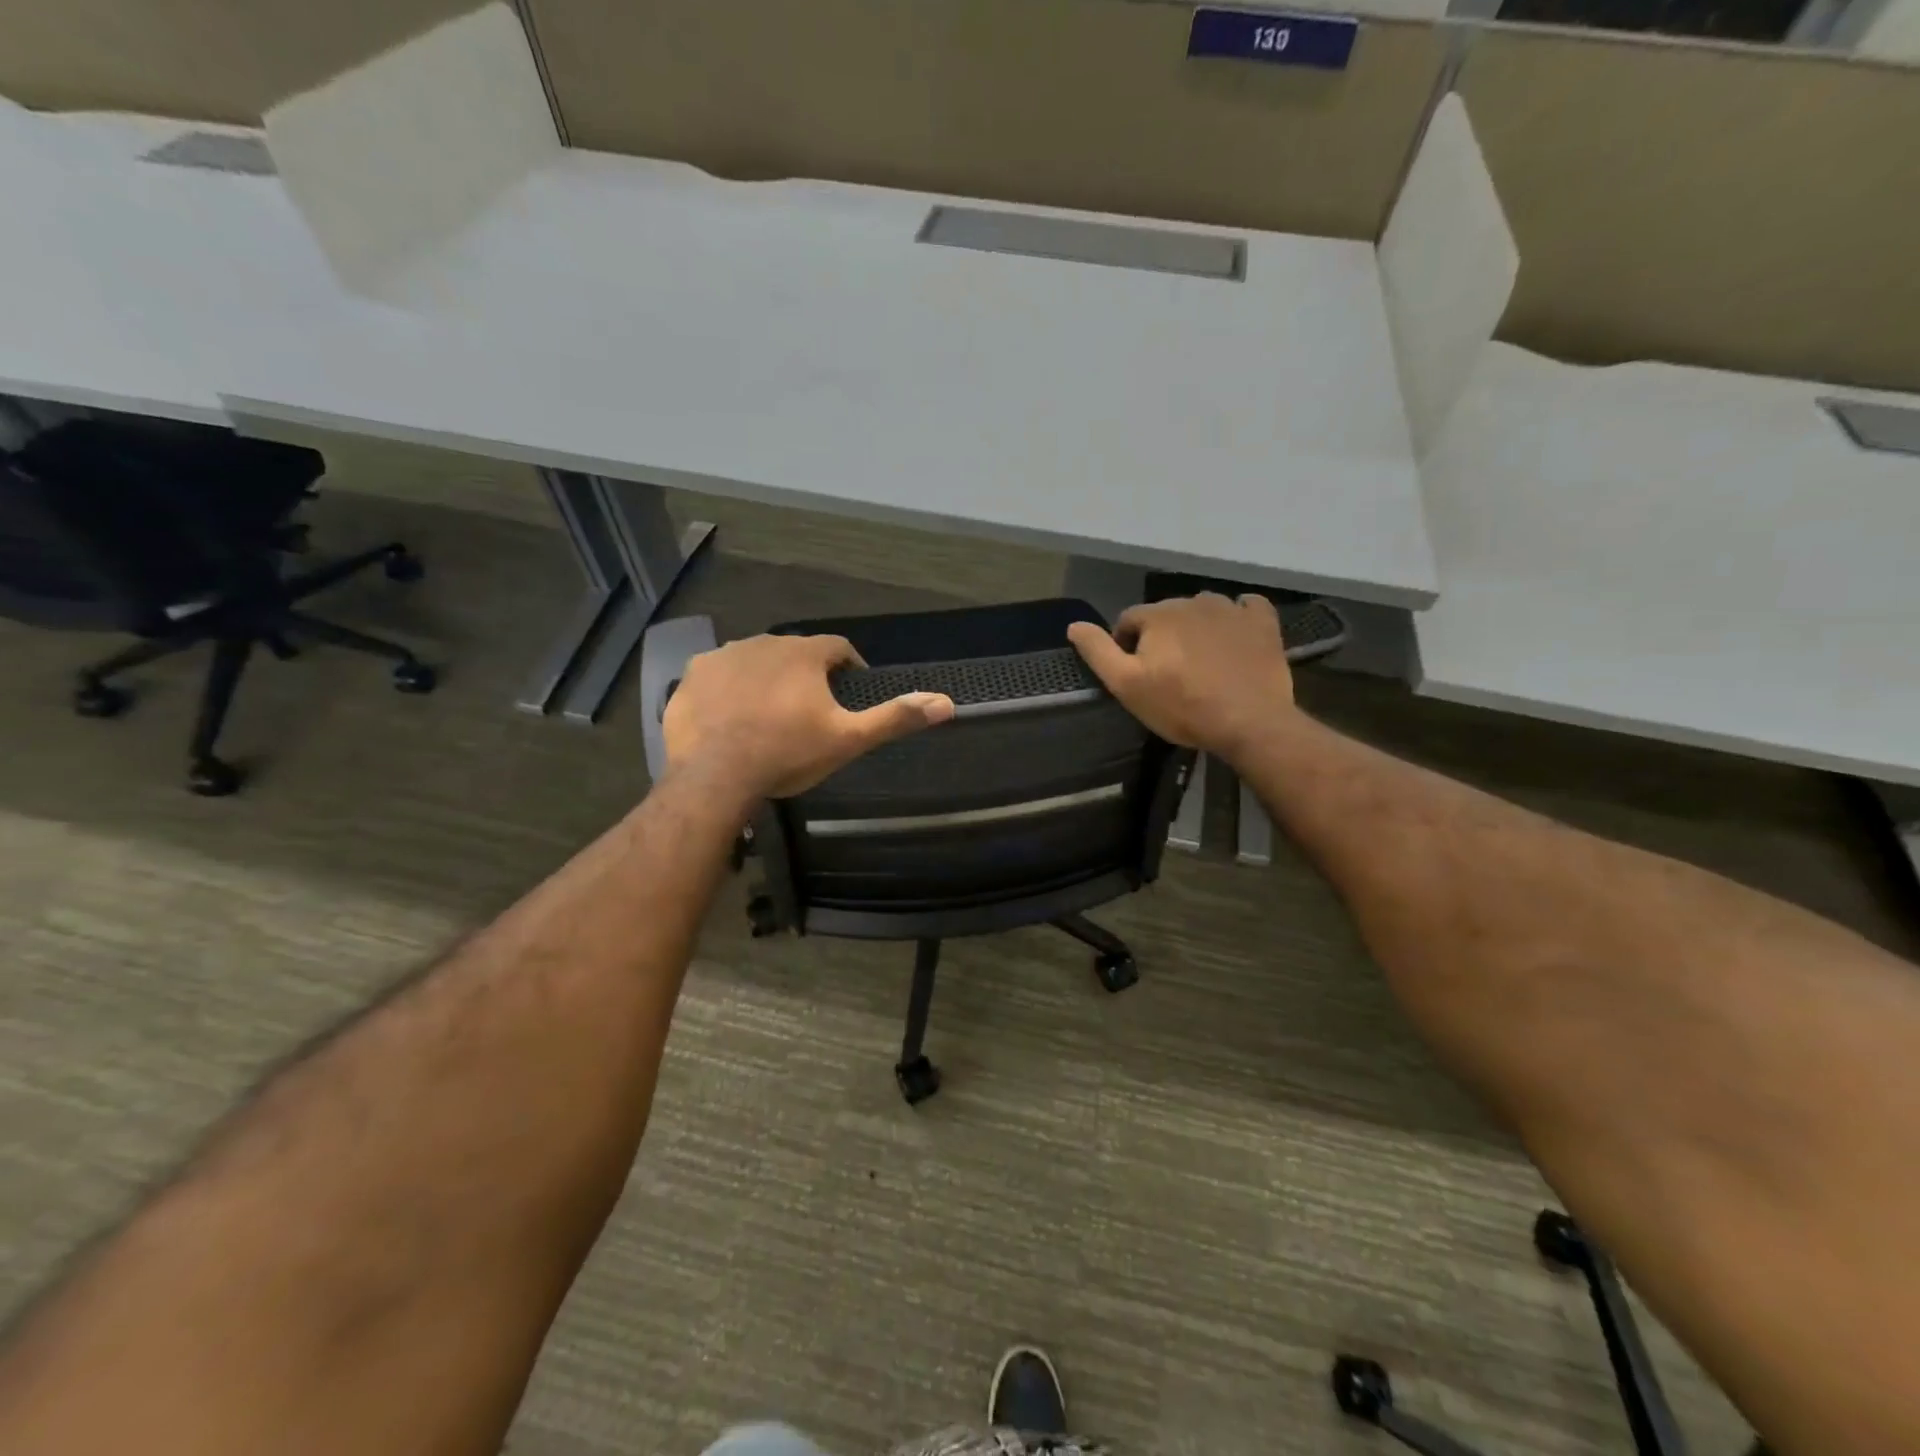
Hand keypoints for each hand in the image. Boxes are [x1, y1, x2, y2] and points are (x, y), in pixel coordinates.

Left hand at [662, 633, 954, 799]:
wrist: (715, 775)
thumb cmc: (788, 753)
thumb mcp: (848, 739)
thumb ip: (894, 718)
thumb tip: (946, 703)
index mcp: (805, 653)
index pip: (838, 647)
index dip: (849, 667)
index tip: (850, 690)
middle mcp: (764, 642)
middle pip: (795, 653)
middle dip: (806, 675)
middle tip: (809, 711)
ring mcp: (724, 655)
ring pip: (756, 661)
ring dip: (767, 678)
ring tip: (769, 715)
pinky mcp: (692, 675)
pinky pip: (719, 675)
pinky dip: (730, 689)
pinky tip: (731, 716)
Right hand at [1067, 594, 1295, 760]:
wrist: (1249, 722)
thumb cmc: (1181, 706)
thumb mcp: (1127, 685)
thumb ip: (1098, 652)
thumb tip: (1074, 625)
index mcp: (1158, 615)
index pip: (1129, 620)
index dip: (1127, 646)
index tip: (1138, 675)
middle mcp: (1193, 601)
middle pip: (1166, 614)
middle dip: (1163, 637)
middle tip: (1170, 674)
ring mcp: (1232, 609)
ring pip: (1203, 610)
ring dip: (1197, 628)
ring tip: (1202, 662)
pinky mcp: (1262, 622)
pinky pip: (1246, 607)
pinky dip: (1237, 618)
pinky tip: (1235, 638)